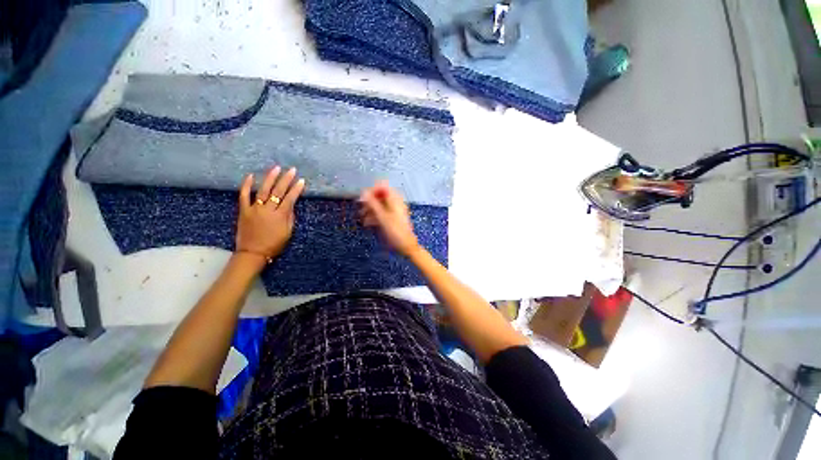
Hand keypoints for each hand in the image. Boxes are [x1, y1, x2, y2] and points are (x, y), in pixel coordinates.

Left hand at [235, 166, 304, 269]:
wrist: (253, 252)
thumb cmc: (274, 244)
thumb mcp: (288, 233)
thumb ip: (289, 217)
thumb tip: (291, 205)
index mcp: (280, 216)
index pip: (290, 199)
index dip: (296, 189)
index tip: (301, 181)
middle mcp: (267, 210)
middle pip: (278, 192)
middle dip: (286, 180)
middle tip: (292, 170)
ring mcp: (254, 209)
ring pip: (263, 190)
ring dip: (270, 178)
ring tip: (276, 168)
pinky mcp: (244, 210)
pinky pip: (244, 196)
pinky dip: (247, 185)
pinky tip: (251, 176)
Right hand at [359, 181, 419, 256]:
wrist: (406, 245)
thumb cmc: (396, 231)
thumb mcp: (382, 217)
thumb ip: (373, 204)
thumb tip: (364, 192)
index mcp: (395, 199)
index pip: (382, 186)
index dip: (372, 190)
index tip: (363, 198)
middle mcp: (395, 203)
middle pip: (380, 196)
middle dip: (370, 201)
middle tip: (361, 209)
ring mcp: (394, 211)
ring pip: (380, 205)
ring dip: (370, 209)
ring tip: (362, 217)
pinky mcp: (393, 218)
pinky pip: (382, 213)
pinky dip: (375, 216)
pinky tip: (367, 223)